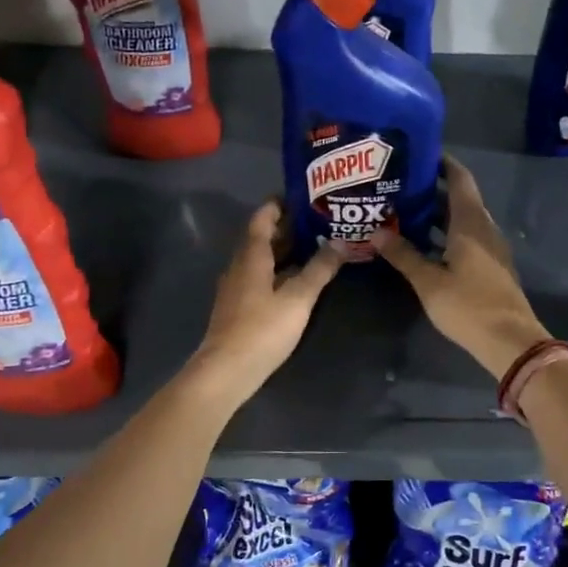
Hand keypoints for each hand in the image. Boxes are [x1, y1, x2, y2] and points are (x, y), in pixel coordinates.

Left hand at [187, 200, 342, 404]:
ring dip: (284, 250)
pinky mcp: (239, 307)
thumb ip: (319, 269)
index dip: (279, 205)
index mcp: (251, 257)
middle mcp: (240, 266)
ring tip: (314, 244)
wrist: (227, 370)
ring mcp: (237, 288)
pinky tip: (297, 278)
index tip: (302, 196)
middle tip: (318, 219)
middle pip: (262, 237)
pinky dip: (279, 269)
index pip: (262, 218)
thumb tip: (340, 241)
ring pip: (261, 259)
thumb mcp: (298, 298)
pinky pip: (260, 276)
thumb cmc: (262, 329)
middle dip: (287, 227)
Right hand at [374, 156, 552, 377]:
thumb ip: (403, 255)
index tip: (418, 154)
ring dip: (437, 215)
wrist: (510, 341)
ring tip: (404, 212)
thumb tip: (375, 231)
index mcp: (471, 223)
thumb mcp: (428, 281)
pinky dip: (445, 234)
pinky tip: (423, 244)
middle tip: (399, 185)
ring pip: (462, 221)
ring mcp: (490, 248)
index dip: (442, 163)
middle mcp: (484, 229)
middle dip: (432, 189)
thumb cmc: (469, 306)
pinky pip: (467, 239)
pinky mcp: (491, 266)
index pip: (459, 179)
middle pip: (459, 199)